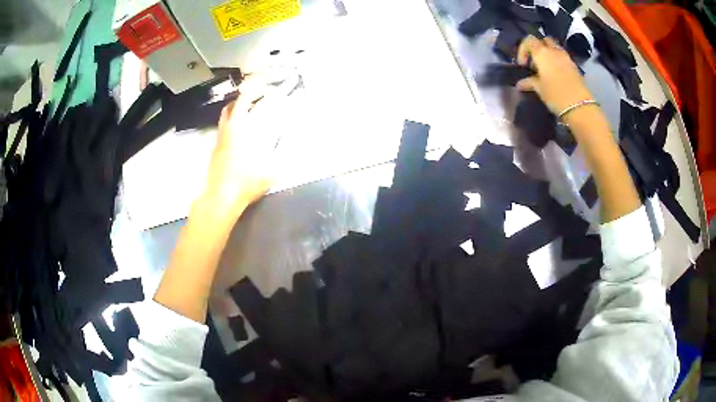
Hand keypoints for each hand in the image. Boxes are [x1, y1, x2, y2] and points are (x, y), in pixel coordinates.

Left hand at [201, 70, 297, 216]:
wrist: (220, 198)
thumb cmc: (245, 182)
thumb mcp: (271, 169)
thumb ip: (281, 152)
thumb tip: (290, 138)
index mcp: (240, 129)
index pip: (244, 101)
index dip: (254, 92)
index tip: (264, 89)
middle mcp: (226, 131)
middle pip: (231, 106)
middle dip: (243, 98)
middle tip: (255, 99)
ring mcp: (218, 142)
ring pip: (223, 118)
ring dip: (234, 111)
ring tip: (247, 114)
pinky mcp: (213, 153)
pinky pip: (222, 132)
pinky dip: (231, 126)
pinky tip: (239, 136)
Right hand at [515, 36, 593, 115]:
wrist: (579, 107)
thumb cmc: (555, 95)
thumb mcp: (539, 89)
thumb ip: (529, 82)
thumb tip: (519, 84)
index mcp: (542, 53)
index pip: (528, 40)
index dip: (523, 50)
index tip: (523, 65)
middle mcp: (553, 51)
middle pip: (543, 40)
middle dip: (538, 48)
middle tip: (536, 62)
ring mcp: (566, 57)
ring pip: (555, 47)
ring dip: (549, 54)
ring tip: (547, 69)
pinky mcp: (574, 66)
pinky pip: (563, 57)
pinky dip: (558, 61)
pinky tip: (557, 75)